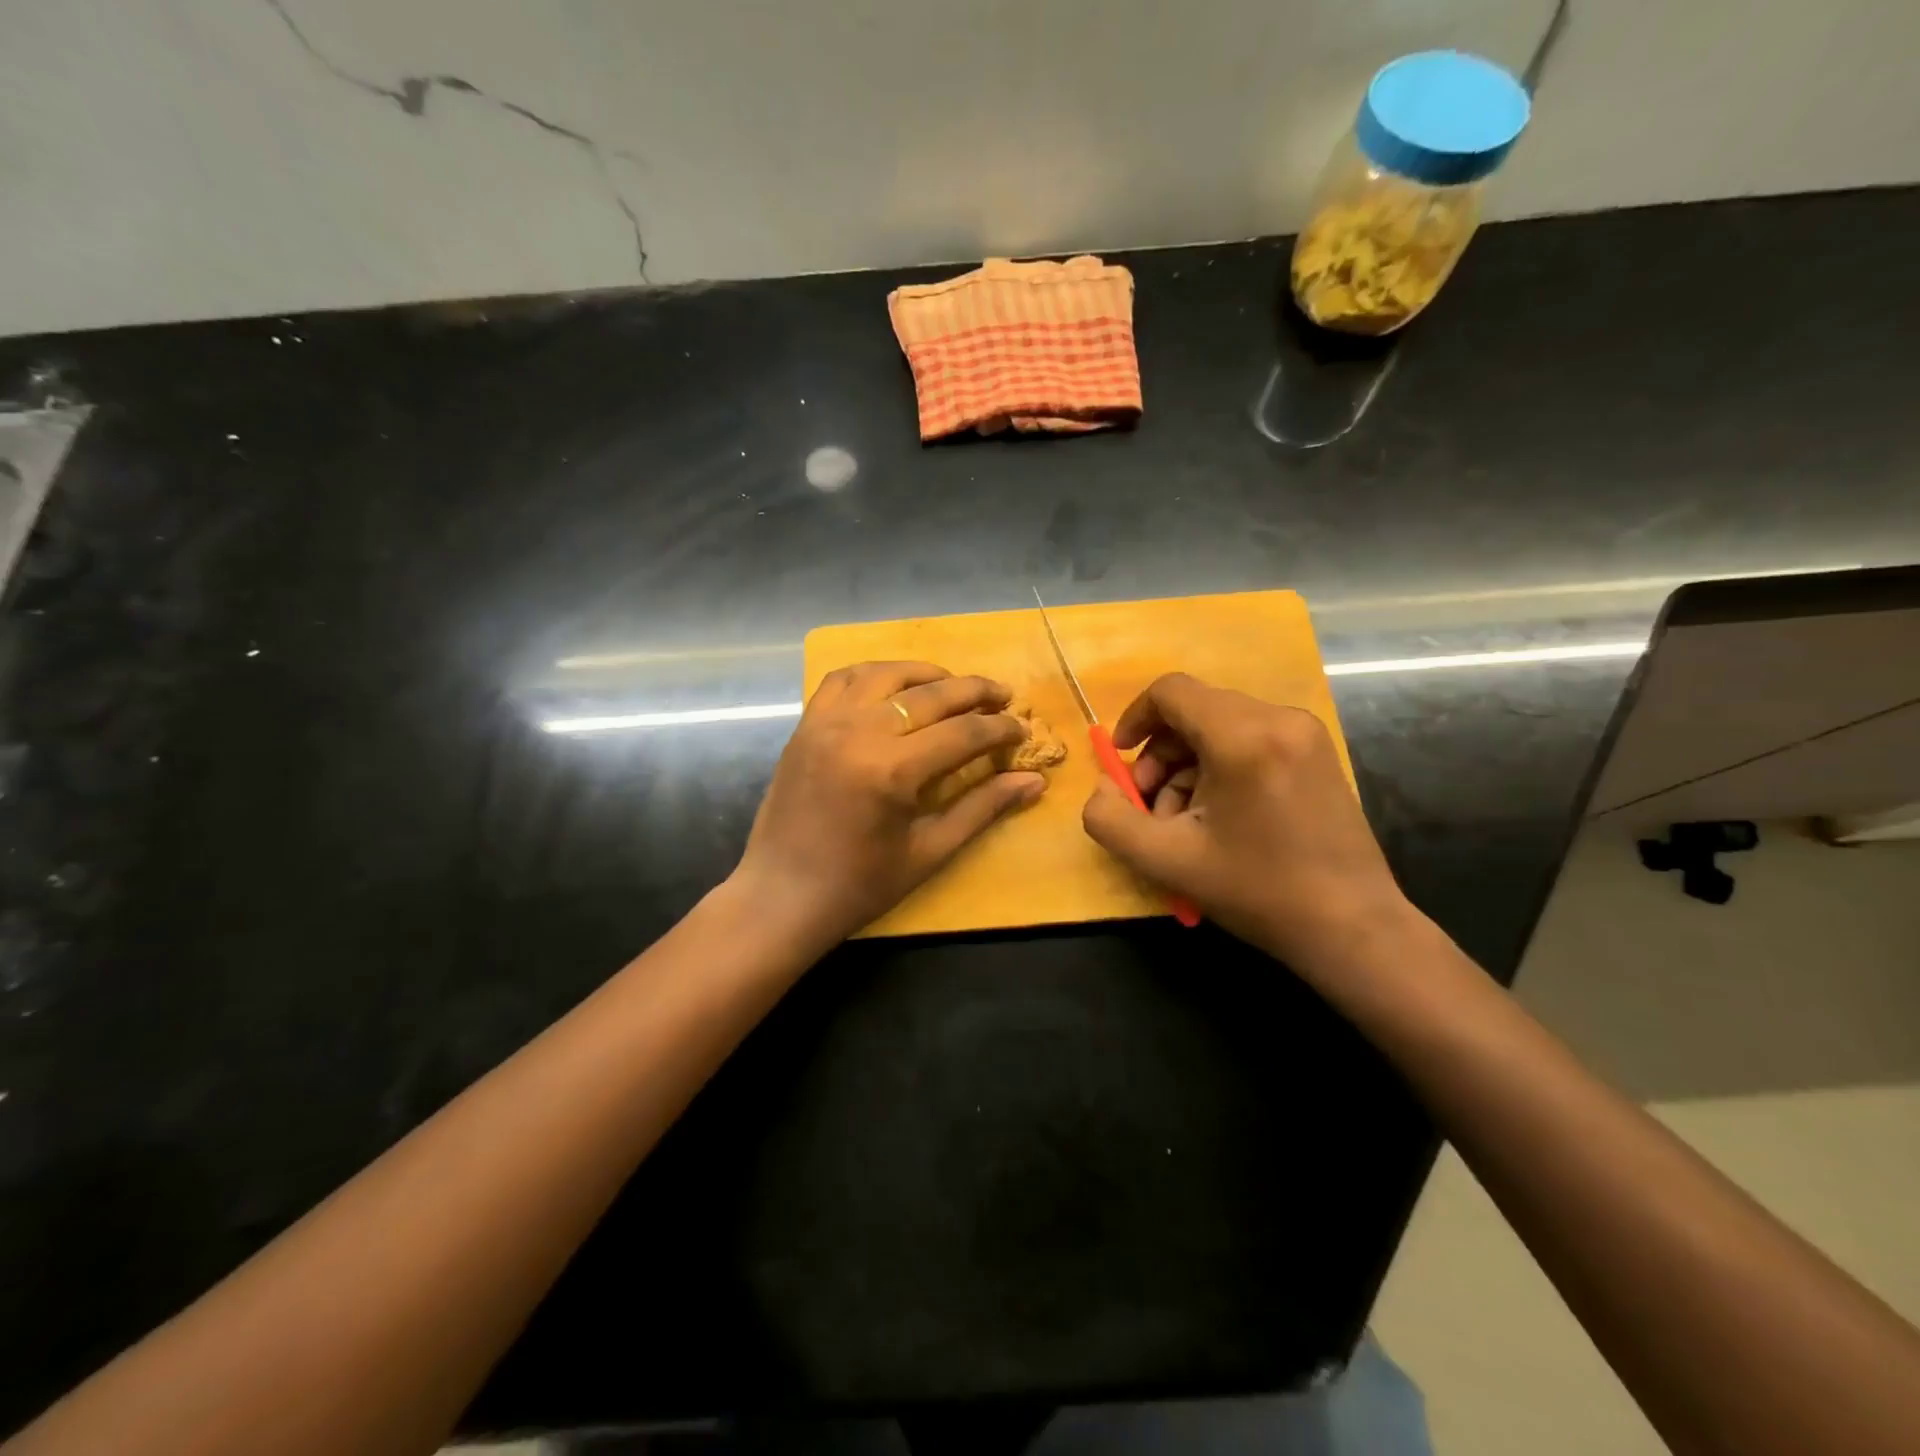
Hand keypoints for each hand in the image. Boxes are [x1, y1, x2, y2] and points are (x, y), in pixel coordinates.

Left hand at [734, 661, 1046, 947]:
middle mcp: (858, 733)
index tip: (1022, 731)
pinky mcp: (805, 725)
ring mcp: (826, 723)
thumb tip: (1035, 782)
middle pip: (930, 694)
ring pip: (886, 674)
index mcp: (892, 771)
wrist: (782, 896)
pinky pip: (841, 679)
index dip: (999, 729)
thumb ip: (983, 808)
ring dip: (927, 674)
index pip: (963, 733)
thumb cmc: (860, 885)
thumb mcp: (929, 851)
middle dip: (975, 691)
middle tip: (1003, 695)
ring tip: (954, 685)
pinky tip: (894, 684)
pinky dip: (874, 673)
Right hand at [1080, 673, 1413, 978]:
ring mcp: (1304, 733)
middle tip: (1152, 807)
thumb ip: (1110, 819)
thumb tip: (1103, 786)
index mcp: (1244, 737)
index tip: (1121, 761)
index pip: (1171, 691)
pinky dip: (1219, 768)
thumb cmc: (1257, 891)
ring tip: (1184, 821)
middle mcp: (1279, 719)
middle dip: (1160, 755)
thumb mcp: (1166, 861)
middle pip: (1194, 710)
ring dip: (1187, 766)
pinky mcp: (1316, 752)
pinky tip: (1219, 816)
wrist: (1351, 927)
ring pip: (1220, 727)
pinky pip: (1249, 740)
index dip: (1134, 718)